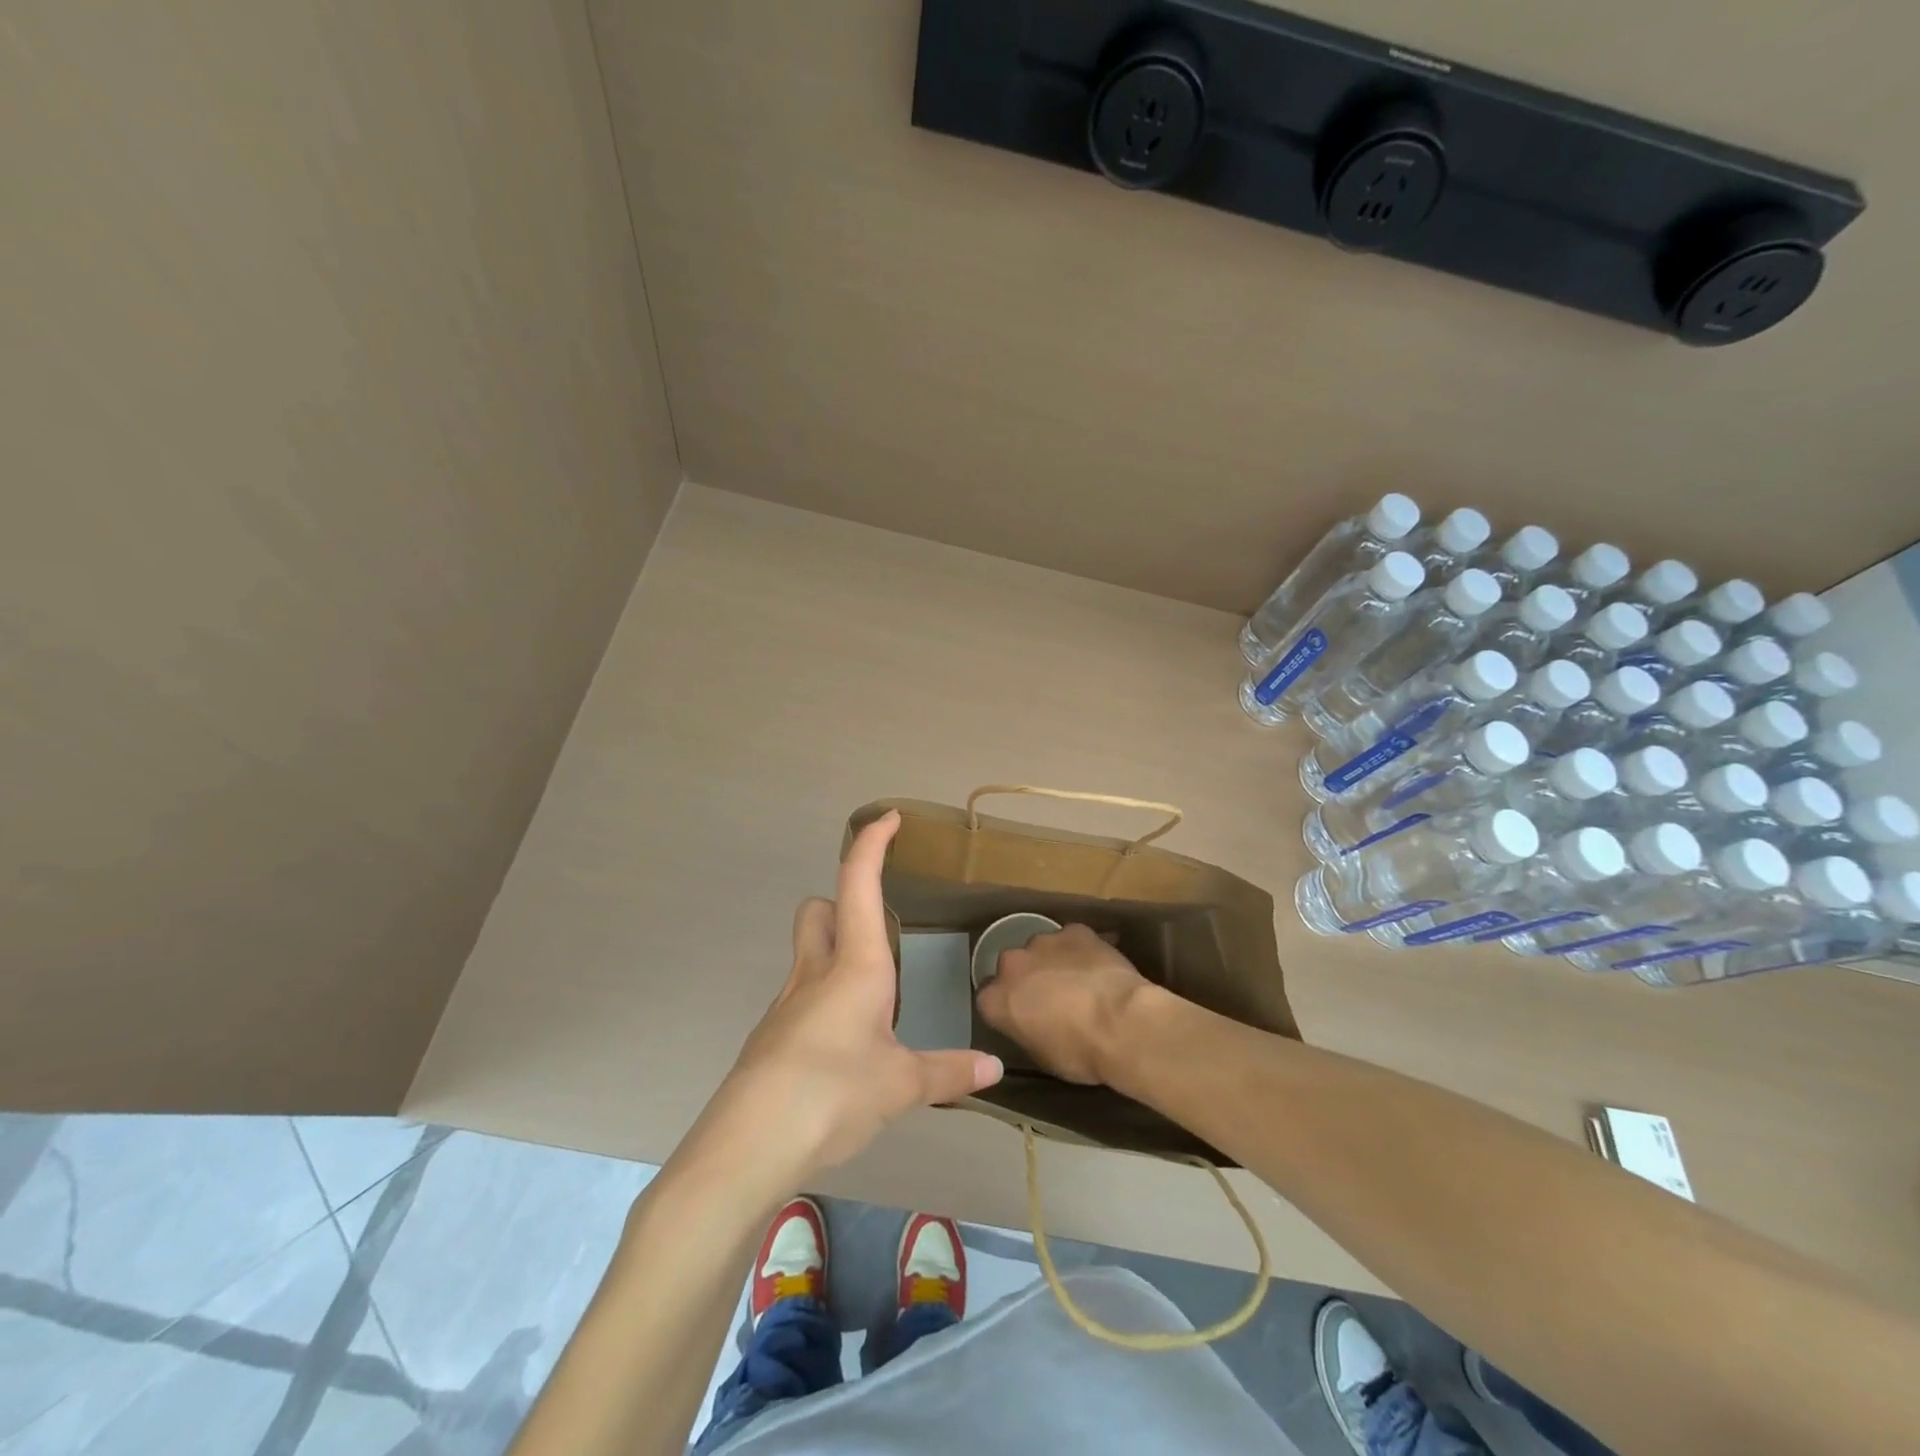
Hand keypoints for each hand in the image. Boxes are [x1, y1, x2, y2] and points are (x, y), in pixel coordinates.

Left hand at [691, 812, 1003, 1193]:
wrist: (748, 1144)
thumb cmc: (833, 1093)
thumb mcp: (902, 1085)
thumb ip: (948, 1072)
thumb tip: (995, 1069)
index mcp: (855, 966)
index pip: (859, 883)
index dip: (873, 843)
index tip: (889, 818)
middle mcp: (816, 972)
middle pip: (818, 909)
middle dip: (843, 903)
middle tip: (879, 932)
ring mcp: (787, 1004)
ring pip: (808, 953)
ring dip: (836, 955)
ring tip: (876, 1000)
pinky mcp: (772, 1037)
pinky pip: (802, 999)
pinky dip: (826, 1003)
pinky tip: (846, 1049)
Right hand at [975, 923, 1152, 1084]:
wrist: (1121, 1023)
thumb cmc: (1079, 1052)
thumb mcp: (1042, 1056)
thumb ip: (1026, 1030)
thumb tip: (1032, 1024)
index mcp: (996, 999)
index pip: (990, 998)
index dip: (1007, 1005)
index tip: (1022, 1016)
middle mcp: (1012, 964)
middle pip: (1012, 967)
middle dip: (1027, 978)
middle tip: (1051, 997)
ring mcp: (1043, 942)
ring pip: (1041, 949)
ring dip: (1052, 962)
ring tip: (1078, 981)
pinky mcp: (1074, 931)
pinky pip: (1072, 939)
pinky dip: (1080, 951)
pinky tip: (1098, 967)